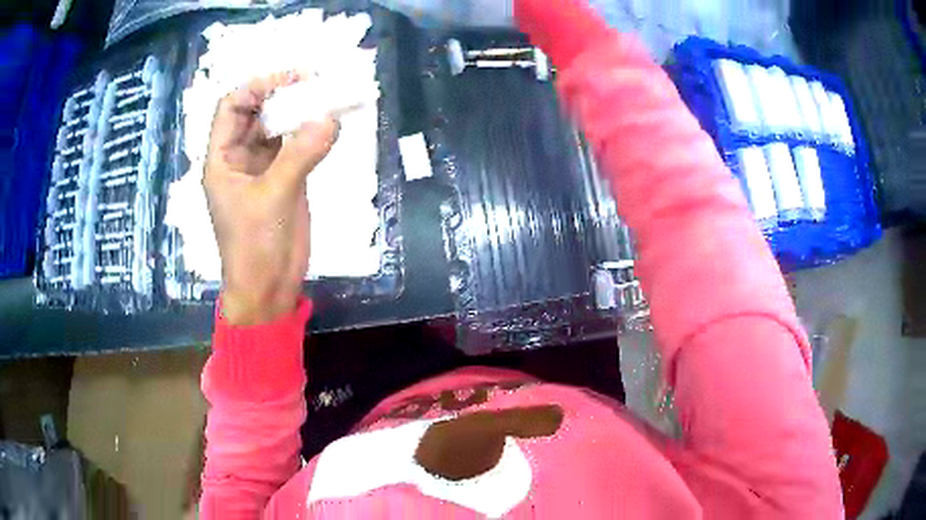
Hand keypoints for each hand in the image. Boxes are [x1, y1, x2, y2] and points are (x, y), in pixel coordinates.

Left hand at [204, 72, 338, 325]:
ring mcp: (262, 167)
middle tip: (317, 84)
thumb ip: (300, 155)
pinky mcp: (284, 179)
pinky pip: (296, 146)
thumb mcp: (273, 197)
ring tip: (329, 98)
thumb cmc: (255, 246)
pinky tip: (331, 124)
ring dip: (300, 112)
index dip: (257, 86)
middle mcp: (239, 157)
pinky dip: (312, 133)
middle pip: (257, 111)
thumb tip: (331, 117)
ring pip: (278, 127)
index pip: (232, 106)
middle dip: (283, 95)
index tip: (292, 79)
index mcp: (222, 158)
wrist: (268, 288)